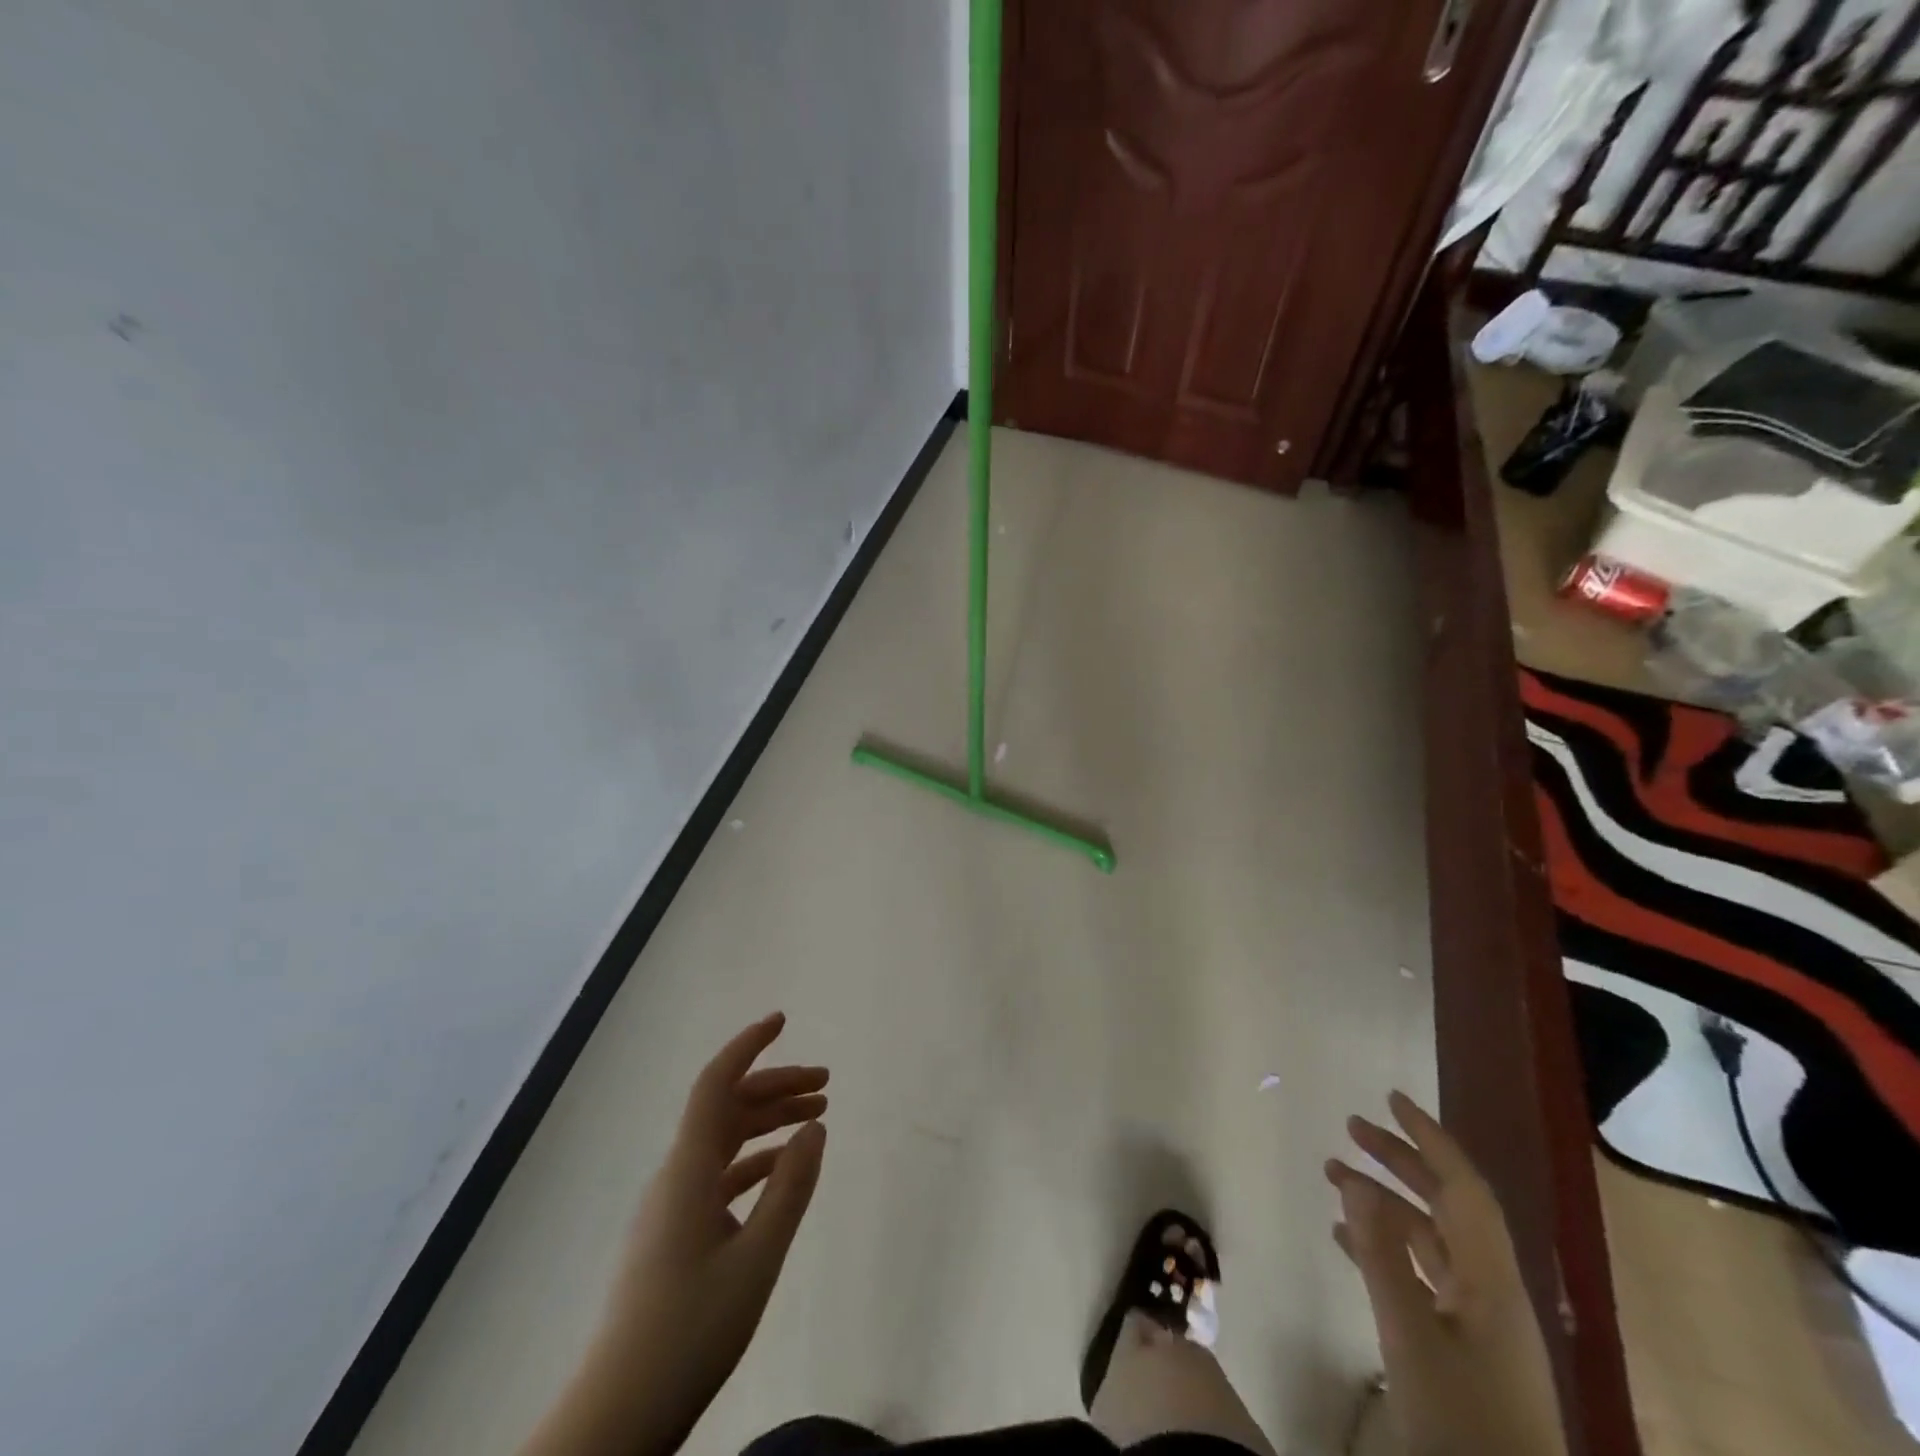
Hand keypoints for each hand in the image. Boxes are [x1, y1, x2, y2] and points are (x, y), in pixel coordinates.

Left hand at [521, 1014, 827, 1455]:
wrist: (618, 1416)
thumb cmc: (690, 1331)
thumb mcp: (757, 1259)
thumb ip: (790, 1188)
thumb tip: (816, 1124)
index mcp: (688, 1170)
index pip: (716, 1084)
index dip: (748, 1046)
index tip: (782, 1020)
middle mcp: (676, 1175)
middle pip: (727, 1108)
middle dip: (775, 1085)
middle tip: (826, 1080)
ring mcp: (672, 1205)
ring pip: (725, 1140)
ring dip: (768, 1121)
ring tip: (816, 1114)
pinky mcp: (675, 1233)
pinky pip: (720, 1174)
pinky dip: (755, 1159)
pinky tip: (783, 1168)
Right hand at [1327, 1092, 1566, 1455]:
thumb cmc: (1464, 1425)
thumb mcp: (1411, 1337)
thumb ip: (1381, 1256)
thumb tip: (1355, 1181)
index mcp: (1491, 1281)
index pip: (1462, 1188)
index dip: (1428, 1138)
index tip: (1388, 1098)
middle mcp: (1491, 1290)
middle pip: (1446, 1206)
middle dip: (1400, 1162)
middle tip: (1349, 1128)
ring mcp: (1479, 1321)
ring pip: (1429, 1238)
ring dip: (1384, 1203)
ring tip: (1332, 1175)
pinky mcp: (1465, 1348)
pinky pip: (1422, 1274)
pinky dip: (1385, 1248)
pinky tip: (1345, 1240)